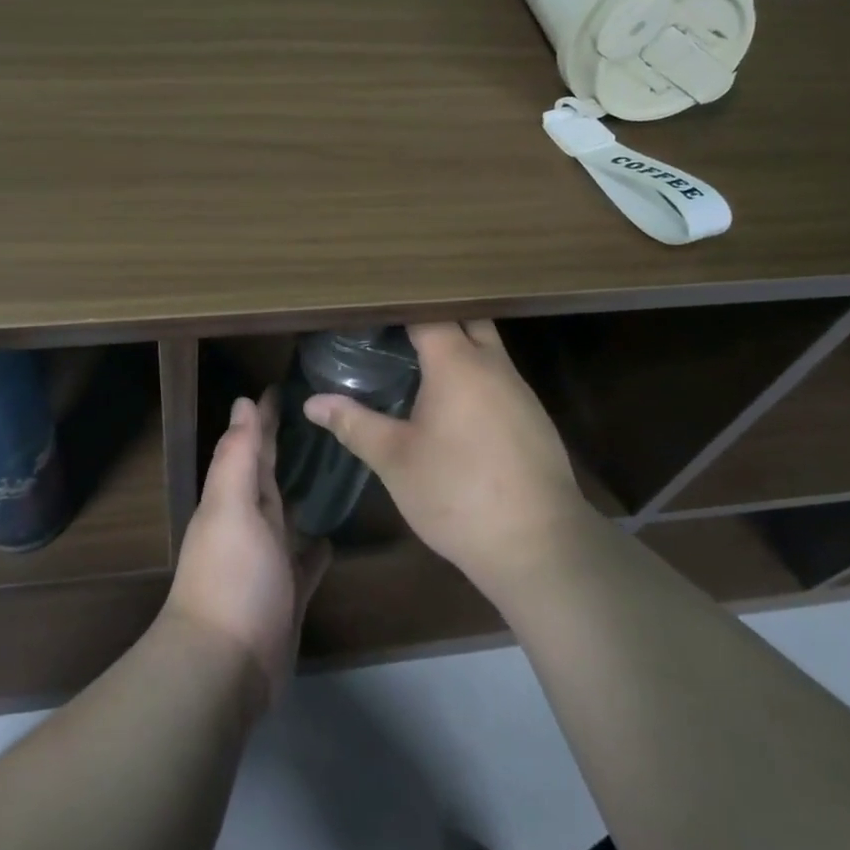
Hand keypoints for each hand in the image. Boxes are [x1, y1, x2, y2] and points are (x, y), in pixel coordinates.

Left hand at [165, 392, 330, 715]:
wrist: (225, 666)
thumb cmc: (231, 577)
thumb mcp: (231, 508)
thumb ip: (238, 457)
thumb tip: (242, 402)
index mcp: (236, 500)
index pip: (253, 447)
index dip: (263, 418)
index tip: (281, 387)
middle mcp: (250, 525)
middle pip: (270, 477)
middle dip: (285, 448)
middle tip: (317, 419)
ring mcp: (269, 562)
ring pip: (288, 517)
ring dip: (302, 494)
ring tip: (333, 469)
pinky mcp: (288, 596)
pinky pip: (304, 563)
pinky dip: (315, 548)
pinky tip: (331, 536)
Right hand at [304, 321, 592, 598]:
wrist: (538, 544)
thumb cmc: (457, 493)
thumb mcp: (395, 460)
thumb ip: (354, 424)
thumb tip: (312, 403)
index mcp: (457, 363)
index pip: (427, 311)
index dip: (398, 306)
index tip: (370, 310)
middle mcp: (493, 364)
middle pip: (465, 318)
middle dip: (432, 317)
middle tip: (393, 330)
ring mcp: (520, 390)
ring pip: (487, 348)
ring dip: (457, 346)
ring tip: (416, 360)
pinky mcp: (533, 417)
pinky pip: (499, 377)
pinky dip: (475, 375)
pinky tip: (454, 404)